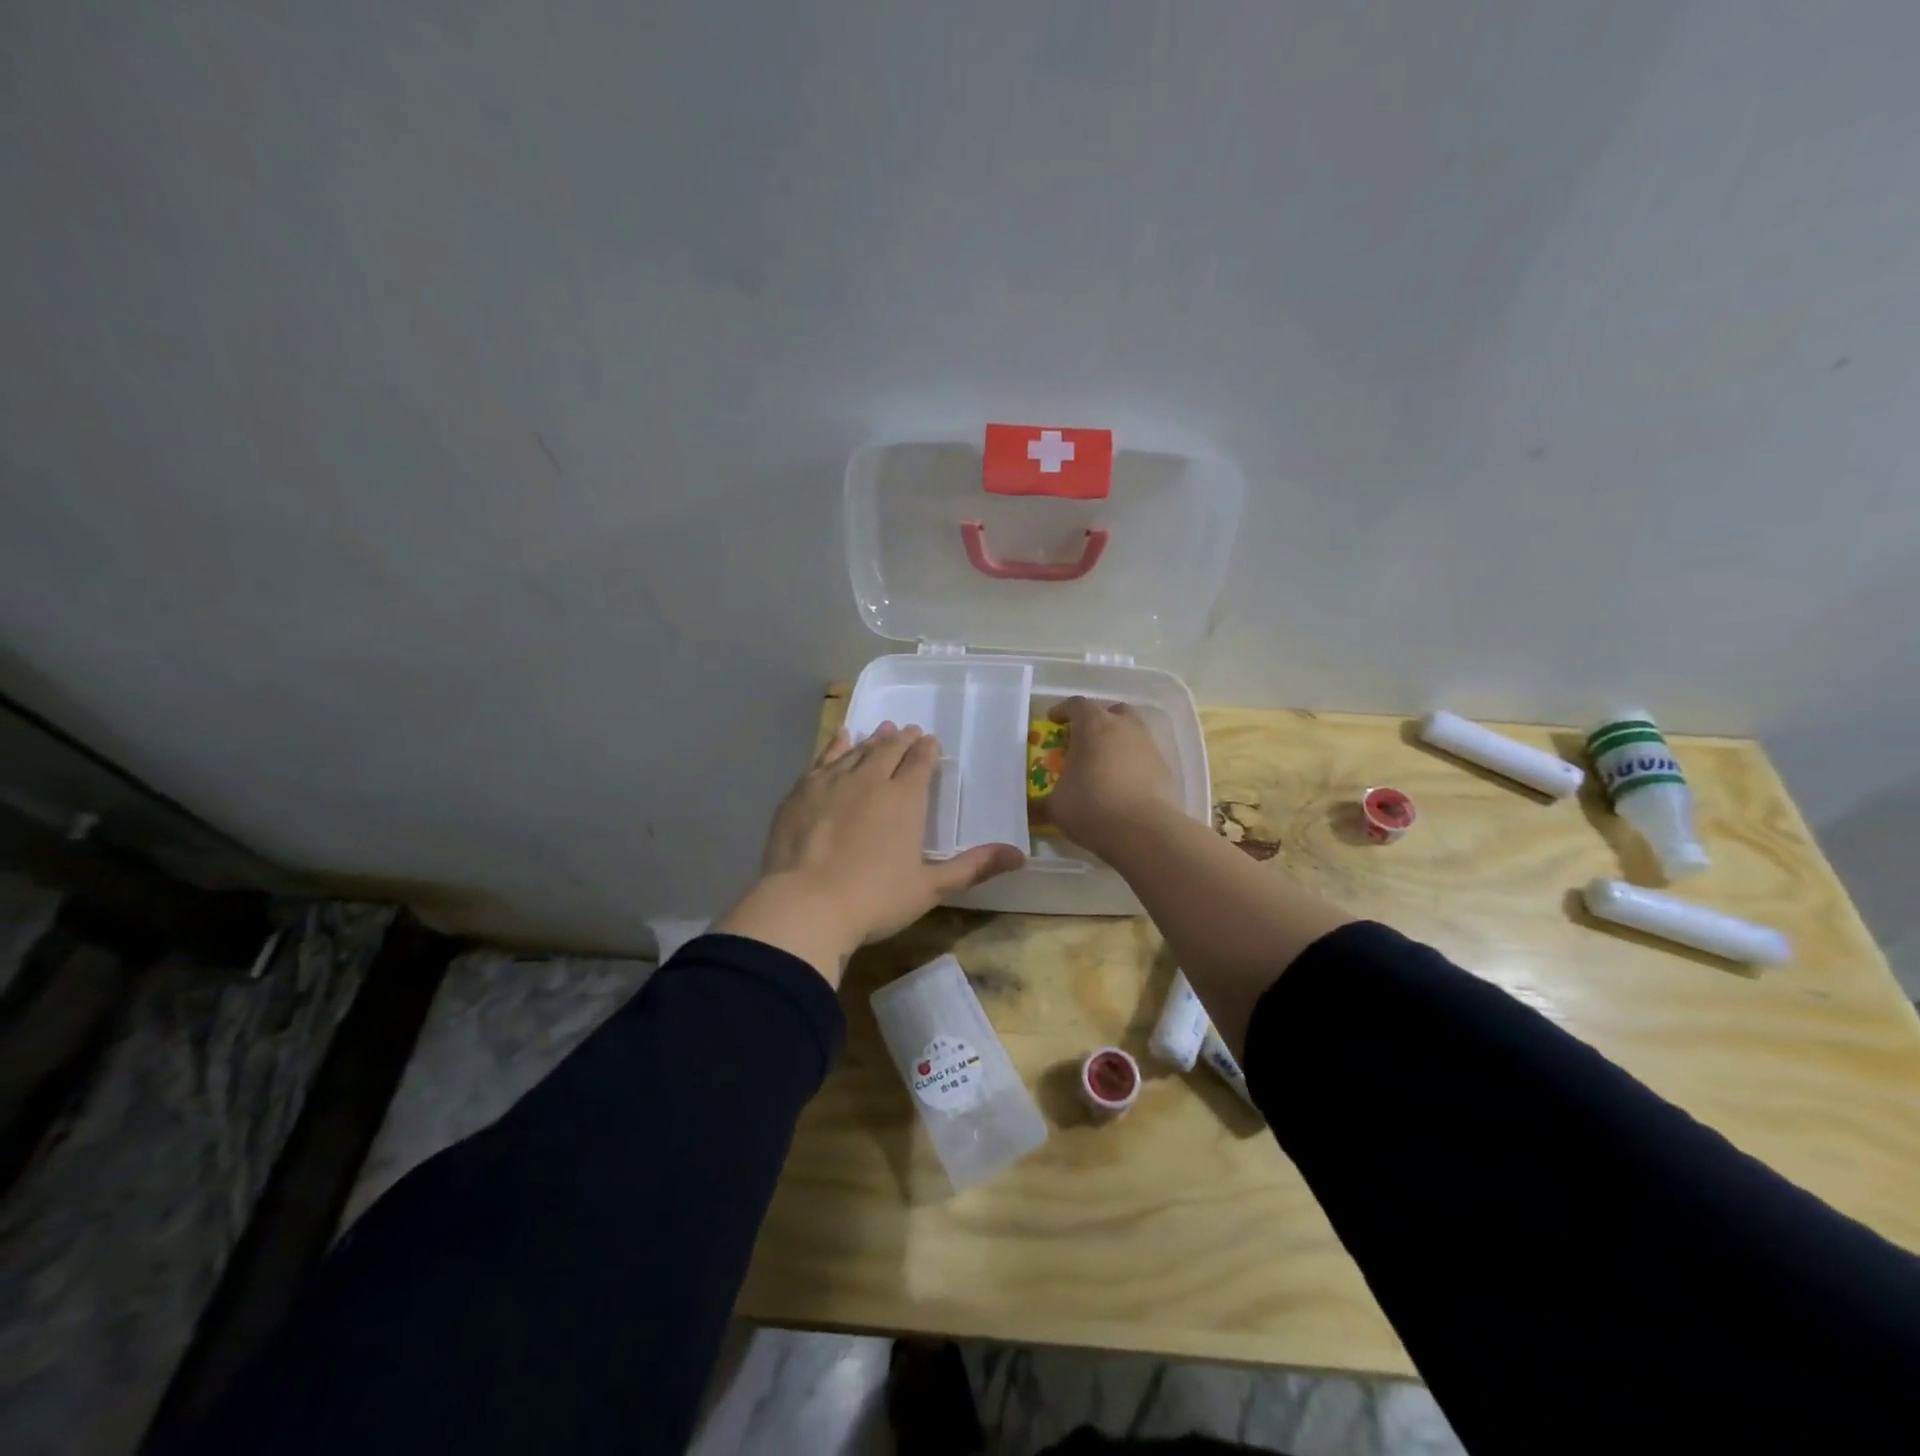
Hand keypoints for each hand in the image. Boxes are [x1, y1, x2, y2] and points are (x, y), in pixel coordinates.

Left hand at [715, 722, 1024, 985]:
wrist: (805, 905)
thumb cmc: (874, 900)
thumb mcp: (930, 888)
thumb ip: (973, 867)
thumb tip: (1021, 855)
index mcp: (905, 799)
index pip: (920, 763)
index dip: (927, 750)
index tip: (930, 741)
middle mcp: (871, 780)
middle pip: (890, 750)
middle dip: (902, 739)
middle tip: (909, 731)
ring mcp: (833, 782)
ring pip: (858, 750)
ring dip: (873, 739)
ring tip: (883, 730)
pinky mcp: (802, 791)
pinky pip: (824, 758)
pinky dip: (836, 745)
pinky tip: (841, 737)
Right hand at [1040, 697, 1177, 855]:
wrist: (1145, 831)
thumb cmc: (1092, 808)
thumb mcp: (1056, 808)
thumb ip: (1041, 803)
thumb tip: (1030, 810)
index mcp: (1093, 726)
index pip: (1076, 705)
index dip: (1062, 711)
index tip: (1053, 722)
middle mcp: (1123, 727)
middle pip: (1110, 711)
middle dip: (1096, 721)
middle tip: (1083, 740)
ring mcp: (1148, 745)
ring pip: (1131, 731)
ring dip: (1117, 740)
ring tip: (1103, 764)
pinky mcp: (1164, 767)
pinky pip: (1143, 755)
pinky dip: (1132, 762)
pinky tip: (1122, 784)